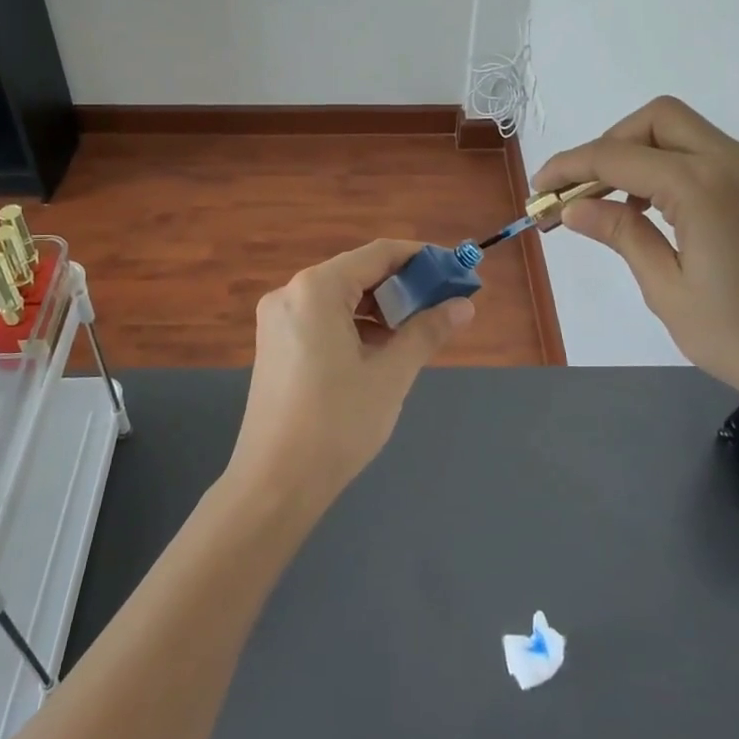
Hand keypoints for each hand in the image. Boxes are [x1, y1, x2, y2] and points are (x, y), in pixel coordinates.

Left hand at [229, 240, 474, 510]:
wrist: (274, 484)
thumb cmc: (337, 424)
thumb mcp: (391, 375)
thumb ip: (427, 331)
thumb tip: (464, 305)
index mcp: (316, 289)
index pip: (378, 254)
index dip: (421, 258)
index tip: (455, 270)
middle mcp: (291, 292)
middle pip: (357, 273)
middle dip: (402, 285)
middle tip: (443, 303)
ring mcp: (277, 319)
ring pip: (340, 297)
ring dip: (380, 308)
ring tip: (417, 330)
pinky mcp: (274, 344)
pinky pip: (322, 319)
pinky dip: (354, 325)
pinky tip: (380, 350)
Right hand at [534, 97, 738, 427]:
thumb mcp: (667, 289)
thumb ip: (621, 234)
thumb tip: (573, 207)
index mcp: (702, 186)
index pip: (617, 156)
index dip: (569, 168)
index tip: (538, 192)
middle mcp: (732, 162)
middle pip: (655, 119)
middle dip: (608, 145)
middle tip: (581, 192)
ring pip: (682, 131)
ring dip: (637, 154)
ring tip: (609, 204)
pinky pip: (705, 154)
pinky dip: (668, 166)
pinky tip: (652, 210)